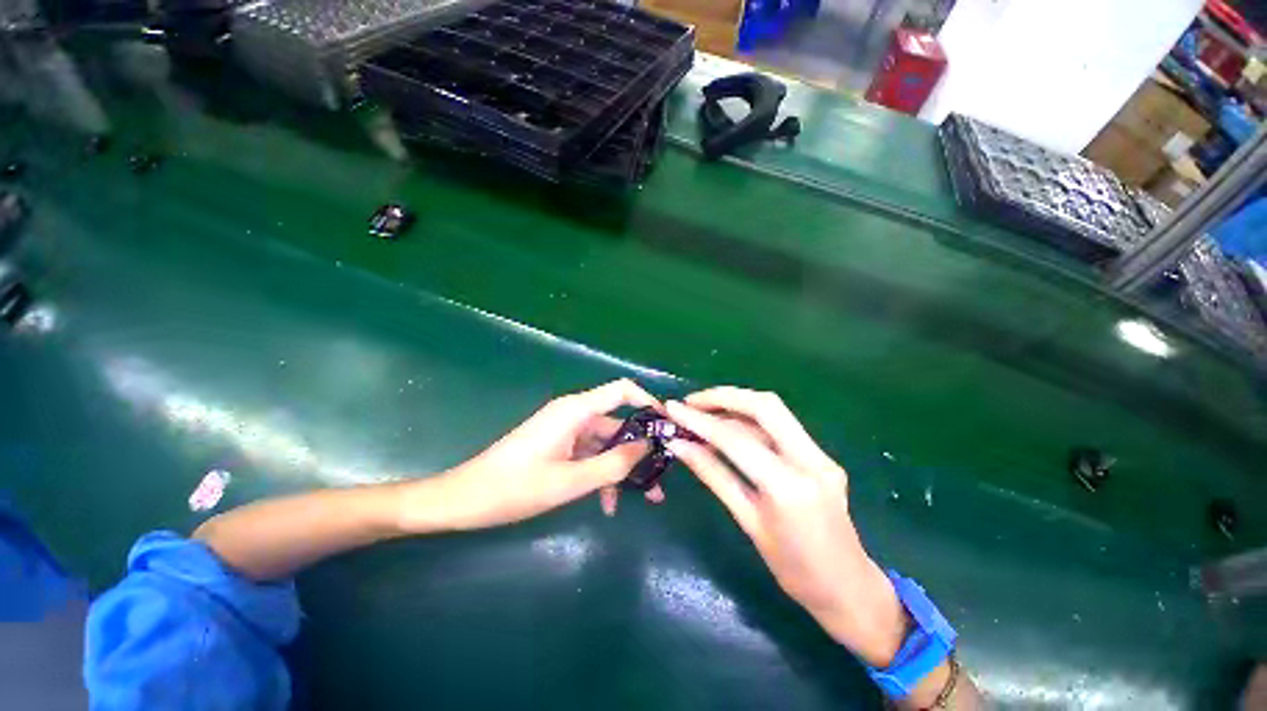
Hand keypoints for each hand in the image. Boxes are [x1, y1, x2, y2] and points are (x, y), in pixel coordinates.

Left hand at [406, 379, 665, 531]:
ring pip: (605, 443)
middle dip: (640, 449)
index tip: (668, 426)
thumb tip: (648, 447)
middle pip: (617, 422)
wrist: (464, 500)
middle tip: (661, 475)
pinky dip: (600, 474)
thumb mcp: (570, 481)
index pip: (622, 390)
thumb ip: (613, 464)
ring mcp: (565, 431)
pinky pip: (588, 455)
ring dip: (622, 468)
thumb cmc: (515, 488)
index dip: (648, 402)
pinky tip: (607, 505)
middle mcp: (573, 414)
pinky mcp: (558, 446)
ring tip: (644, 499)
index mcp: (575, 411)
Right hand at [664, 387, 908, 666]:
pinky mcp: (821, 456)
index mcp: (789, 487)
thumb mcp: (748, 522)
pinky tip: (728, 429)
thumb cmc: (793, 571)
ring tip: (702, 414)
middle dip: (723, 397)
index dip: (699, 421)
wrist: (850, 590)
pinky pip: (780, 427)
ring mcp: (821, 455)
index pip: (736, 439)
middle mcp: (811, 460)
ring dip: (735, 406)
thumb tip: (679, 446)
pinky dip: (750, 421)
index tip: (672, 409)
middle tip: (691, 402)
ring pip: (773, 412)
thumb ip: (714, 476)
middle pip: (764, 405)